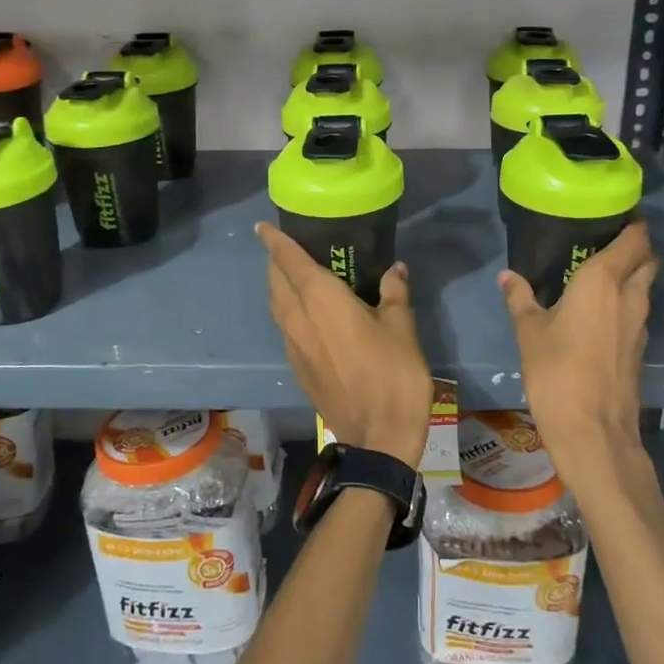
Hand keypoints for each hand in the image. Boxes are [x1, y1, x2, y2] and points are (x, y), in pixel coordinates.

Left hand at [256, 223, 431, 468]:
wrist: (378, 437)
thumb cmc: (393, 374)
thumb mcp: (402, 327)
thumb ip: (394, 293)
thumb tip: (395, 269)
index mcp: (321, 299)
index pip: (289, 261)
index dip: (274, 241)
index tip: (262, 226)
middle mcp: (298, 318)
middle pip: (276, 281)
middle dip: (276, 261)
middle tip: (288, 248)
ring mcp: (293, 345)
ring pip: (277, 305)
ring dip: (280, 286)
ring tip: (295, 276)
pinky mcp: (297, 367)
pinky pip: (285, 327)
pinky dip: (288, 310)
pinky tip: (308, 315)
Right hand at [499, 220, 657, 475]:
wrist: (593, 430)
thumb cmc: (557, 371)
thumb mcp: (529, 331)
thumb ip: (520, 298)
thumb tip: (507, 276)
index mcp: (604, 280)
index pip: (636, 238)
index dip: (633, 223)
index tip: (613, 215)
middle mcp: (630, 295)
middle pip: (648, 259)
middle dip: (635, 247)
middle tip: (604, 243)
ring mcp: (641, 324)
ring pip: (646, 286)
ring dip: (632, 275)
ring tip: (599, 274)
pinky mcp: (640, 348)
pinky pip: (639, 310)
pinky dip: (627, 302)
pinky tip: (601, 311)